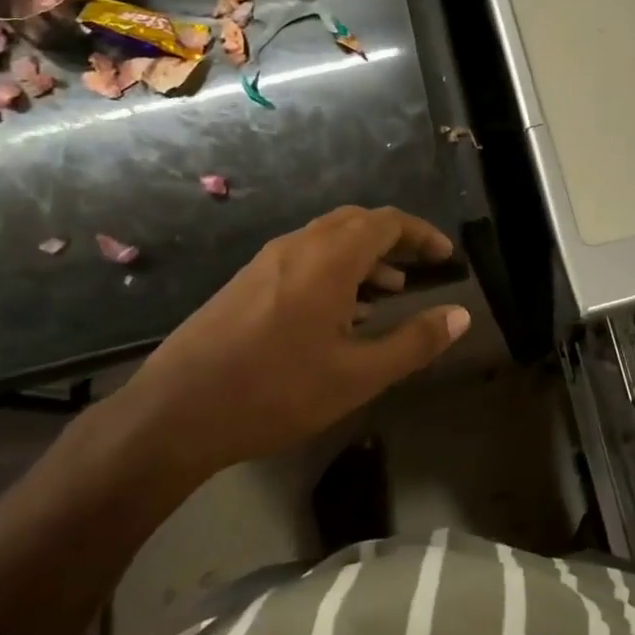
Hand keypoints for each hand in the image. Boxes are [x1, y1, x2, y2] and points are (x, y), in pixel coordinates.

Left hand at [112, 206, 468, 482]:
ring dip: (363, 255)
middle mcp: (298, 246)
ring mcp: (267, 261)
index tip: (445, 256)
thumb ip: (414, 342)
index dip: (422, 234)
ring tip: (387, 293)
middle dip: (394, 239)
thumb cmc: (274, 391)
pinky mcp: (246, 280)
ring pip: (328, 239)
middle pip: (357, 222)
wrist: (173, 412)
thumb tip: (461, 315)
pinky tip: (337, 314)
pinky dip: (334, 269)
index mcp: (329, 259)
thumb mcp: (356, 376)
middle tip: (420, 268)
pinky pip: (303, 257)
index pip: (387, 222)